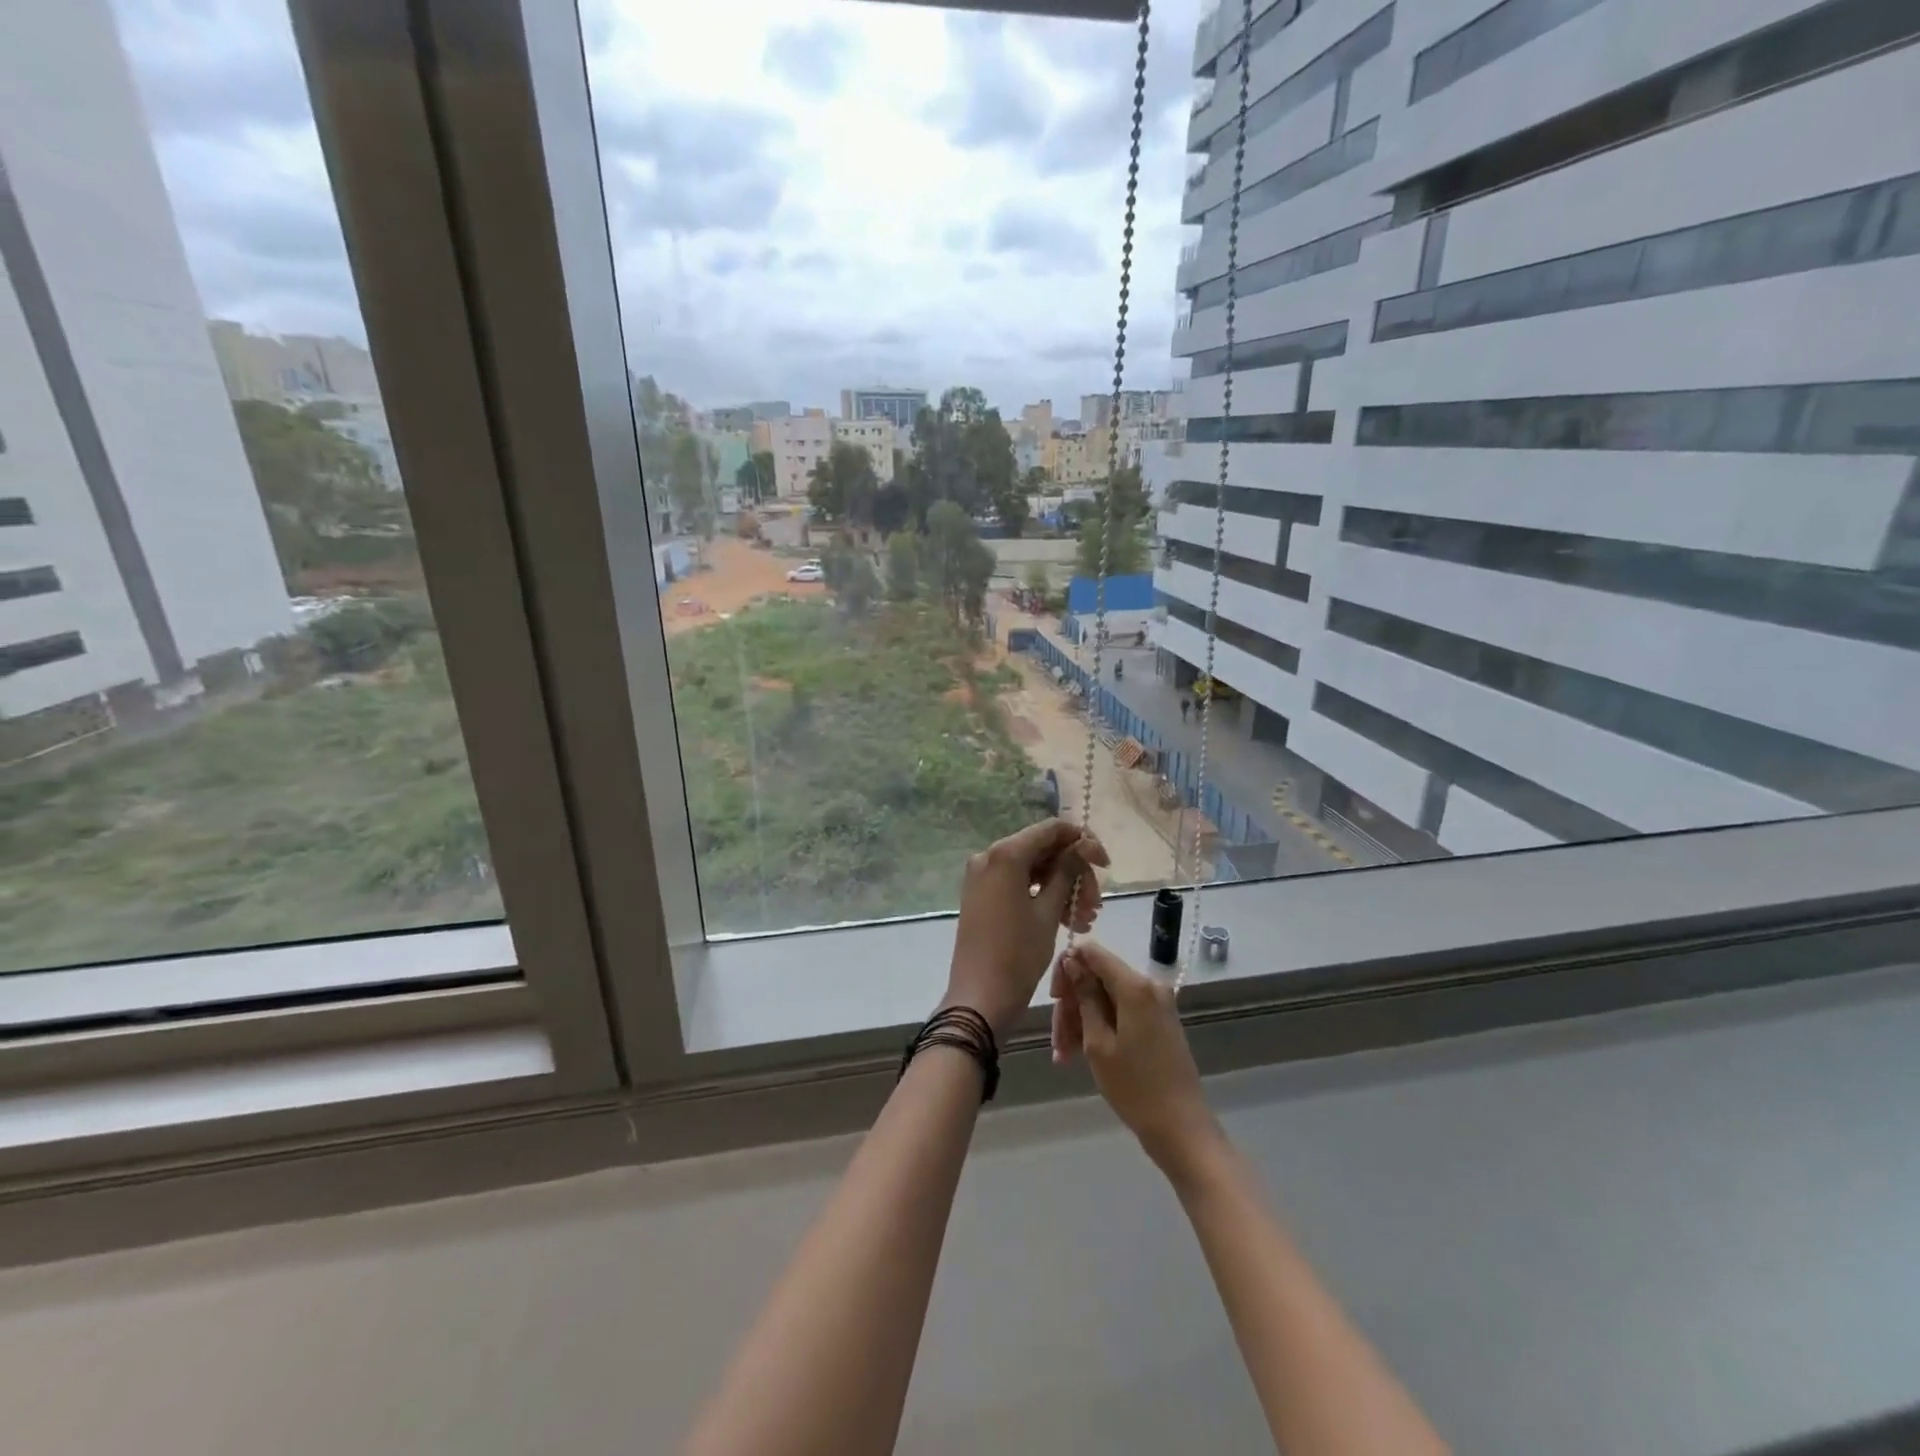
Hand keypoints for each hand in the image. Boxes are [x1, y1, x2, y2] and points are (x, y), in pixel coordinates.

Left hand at [944, 819, 1107, 1038]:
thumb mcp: (1048, 911)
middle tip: (1095, 905)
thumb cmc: (1017, 954)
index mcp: (1005, 854)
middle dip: (1074, 873)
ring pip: (1034, 870)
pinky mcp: (983, 896)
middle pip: (1043, 850)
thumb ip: (1067, 872)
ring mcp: (983, 877)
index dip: (1083, 841)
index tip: (1106, 865)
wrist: (979, 998)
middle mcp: (989, 857)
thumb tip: (1083, 845)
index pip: (1052, 829)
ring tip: (1084, 920)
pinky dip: (1043, 897)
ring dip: (1063, 889)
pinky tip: (1067, 921)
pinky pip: (1019, 885)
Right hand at [1051, 940, 1218, 1174]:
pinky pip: (1121, 1011)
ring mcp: (1156, 1003)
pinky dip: (1100, 1027)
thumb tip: (1072, 961)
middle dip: (1072, 1004)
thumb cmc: (1134, 1087)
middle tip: (1057, 1039)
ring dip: (1082, 1021)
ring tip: (1064, 1055)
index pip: (1093, 953)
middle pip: (1098, 978)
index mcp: (1135, 986)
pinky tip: (1079, 1054)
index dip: (1068, 967)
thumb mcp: (1098, 1042)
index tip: (1054, 997)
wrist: (1180, 1127)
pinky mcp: (1158, 1020)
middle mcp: (1149, 985)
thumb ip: (1085, 996)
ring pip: (1106, 997)